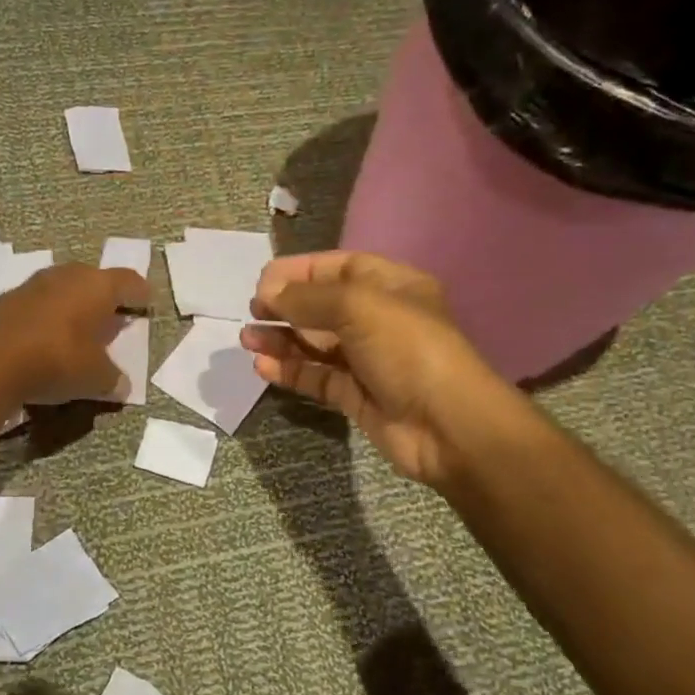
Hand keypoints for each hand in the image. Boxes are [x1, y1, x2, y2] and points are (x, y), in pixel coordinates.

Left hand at [0, 263, 150, 405]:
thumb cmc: (57, 362)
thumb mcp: (96, 379)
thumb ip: (114, 379)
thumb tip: (122, 385)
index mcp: (97, 286)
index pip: (129, 282)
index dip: (140, 294)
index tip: (146, 305)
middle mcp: (66, 275)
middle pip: (94, 279)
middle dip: (104, 298)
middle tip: (111, 318)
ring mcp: (32, 284)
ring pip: (62, 288)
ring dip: (72, 305)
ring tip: (77, 329)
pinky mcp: (5, 300)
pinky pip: (36, 303)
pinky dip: (46, 316)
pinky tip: (44, 338)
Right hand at [241, 251, 503, 485]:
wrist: (447, 425)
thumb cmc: (408, 349)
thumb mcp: (358, 307)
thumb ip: (308, 298)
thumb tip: (268, 294)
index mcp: (391, 287)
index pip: (339, 268)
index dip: (300, 271)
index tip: (263, 281)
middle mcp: (379, 319)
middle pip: (322, 306)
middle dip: (285, 306)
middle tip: (253, 312)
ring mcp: (367, 360)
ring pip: (314, 344)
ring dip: (280, 339)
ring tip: (247, 339)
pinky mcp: (355, 395)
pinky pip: (316, 377)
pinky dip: (289, 370)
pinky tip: (263, 367)